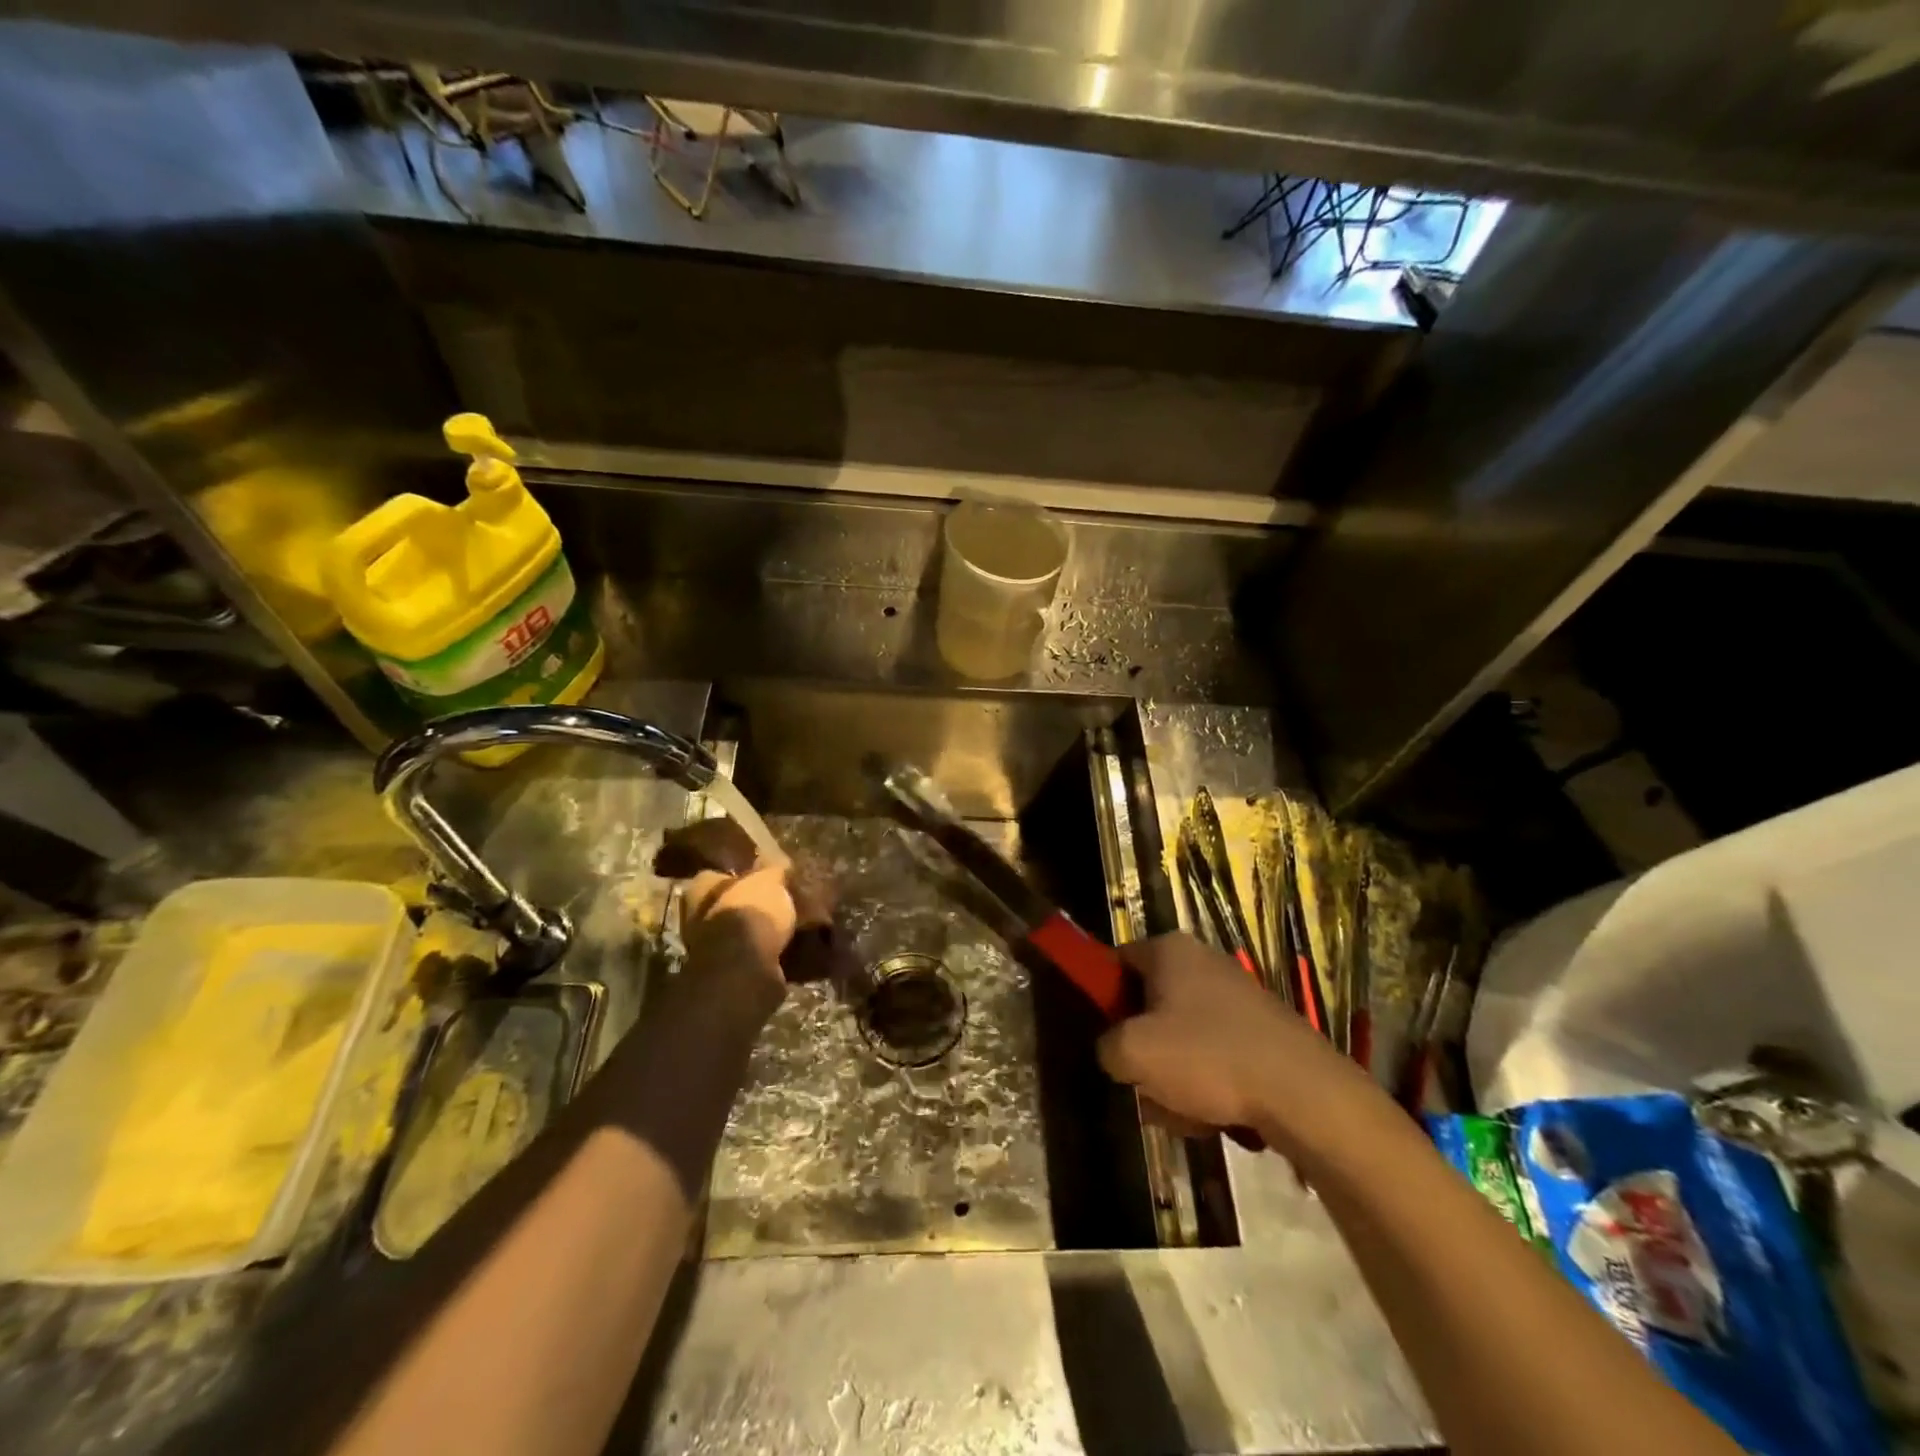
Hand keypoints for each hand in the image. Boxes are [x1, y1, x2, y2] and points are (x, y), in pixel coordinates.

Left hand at [681, 864, 795, 997]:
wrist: (744, 966)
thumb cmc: (752, 911)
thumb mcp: (770, 879)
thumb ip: (772, 870)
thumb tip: (778, 865)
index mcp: (701, 887)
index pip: (717, 874)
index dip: (740, 875)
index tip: (763, 877)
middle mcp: (695, 916)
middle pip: (725, 904)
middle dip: (747, 905)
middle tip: (777, 901)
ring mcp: (706, 946)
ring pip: (734, 931)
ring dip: (754, 930)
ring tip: (785, 925)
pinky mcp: (723, 970)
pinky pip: (745, 954)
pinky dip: (760, 951)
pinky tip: (782, 946)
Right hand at [1097, 933, 1353, 1145]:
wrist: (1304, 1094)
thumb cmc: (1208, 1058)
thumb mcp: (1133, 1054)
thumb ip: (1106, 1046)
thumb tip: (1115, 1051)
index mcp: (1169, 950)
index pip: (1116, 961)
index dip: (1103, 997)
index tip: (1105, 1036)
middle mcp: (1203, 961)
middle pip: (1149, 1005)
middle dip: (1144, 1050)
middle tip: (1145, 1084)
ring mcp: (1237, 995)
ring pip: (1182, 1038)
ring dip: (1174, 1077)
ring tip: (1186, 1113)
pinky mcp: (1263, 1030)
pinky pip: (1216, 1054)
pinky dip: (1210, 1084)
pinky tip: (1217, 1117)